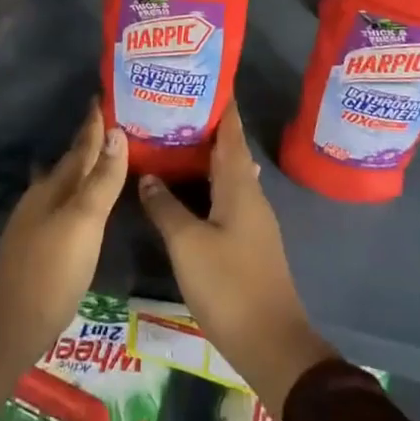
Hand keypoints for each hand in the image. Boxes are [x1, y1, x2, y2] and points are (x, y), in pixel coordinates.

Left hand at [0, 102, 126, 420]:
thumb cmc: (49, 272)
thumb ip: (101, 181)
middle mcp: (43, 198)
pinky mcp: (37, 247)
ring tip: (103, 156)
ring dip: (83, 168)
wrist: (5, 329)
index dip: (95, 123)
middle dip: (91, 143)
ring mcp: (36, 223)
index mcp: (55, 187)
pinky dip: (77, 195)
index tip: (105, 96)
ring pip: (64, 183)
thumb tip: (117, 131)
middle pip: (71, 163)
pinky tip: (79, 203)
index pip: (81, 146)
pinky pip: (63, 206)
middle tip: (115, 123)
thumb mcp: (83, 224)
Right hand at [138, 106, 337, 416]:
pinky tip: (184, 188)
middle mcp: (250, 194)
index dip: (220, 103)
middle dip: (203, 126)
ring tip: (170, 140)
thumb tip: (148, 176)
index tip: (201, 76)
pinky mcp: (246, 241)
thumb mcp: (188, 244)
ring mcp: (251, 219)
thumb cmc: (230, 285)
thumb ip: (166, 207)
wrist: (271, 344)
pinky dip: (204, 183)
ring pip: (224, 174)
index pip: (231, 131)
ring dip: (201, 156)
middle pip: (227, 149)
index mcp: (239, 185)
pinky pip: (223, 197)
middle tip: (169, 107)